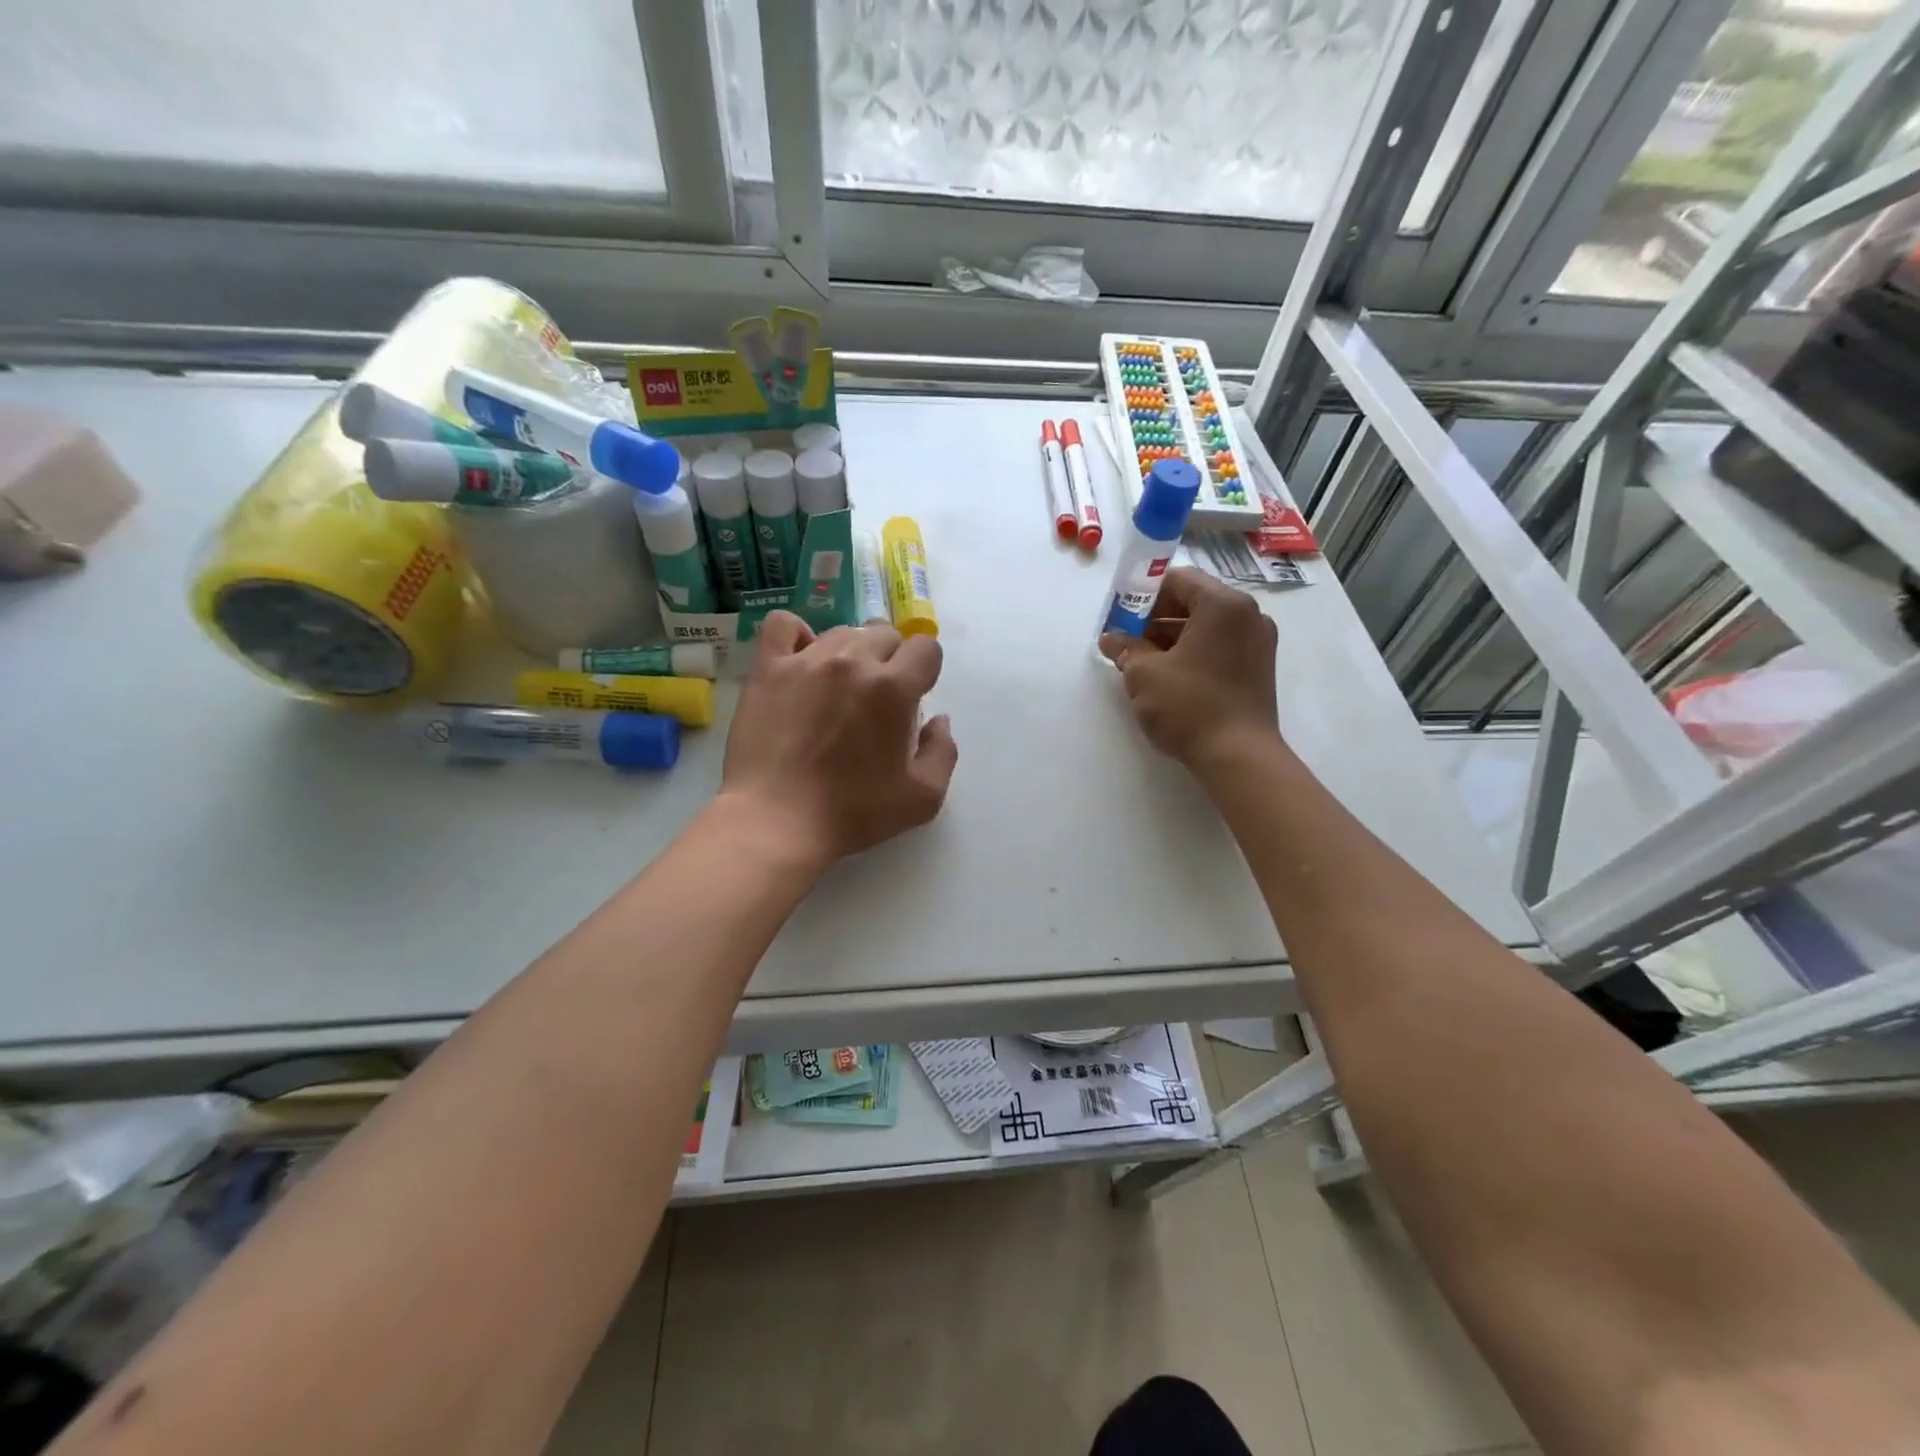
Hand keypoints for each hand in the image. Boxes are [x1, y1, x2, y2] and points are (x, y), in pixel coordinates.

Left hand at [719, 611, 957, 869]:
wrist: (776, 821)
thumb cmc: (852, 813)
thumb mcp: (922, 798)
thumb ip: (943, 751)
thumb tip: (938, 719)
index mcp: (894, 688)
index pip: (925, 648)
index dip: (925, 671)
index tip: (912, 698)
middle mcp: (853, 661)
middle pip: (885, 634)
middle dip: (891, 660)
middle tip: (876, 698)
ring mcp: (806, 660)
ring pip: (842, 631)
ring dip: (851, 652)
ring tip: (838, 687)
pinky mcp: (768, 668)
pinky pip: (784, 625)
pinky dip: (797, 635)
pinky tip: (801, 661)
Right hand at [1098, 567, 1279, 770]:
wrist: (1239, 757)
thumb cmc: (1189, 706)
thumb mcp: (1144, 674)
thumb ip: (1126, 648)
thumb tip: (1111, 639)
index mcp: (1223, 604)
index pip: (1178, 579)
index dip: (1143, 593)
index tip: (1120, 615)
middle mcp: (1248, 614)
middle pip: (1194, 600)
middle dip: (1156, 617)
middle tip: (1127, 639)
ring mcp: (1258, 641)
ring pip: (1207, 625)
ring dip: (1172, 636)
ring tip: (1142, 661)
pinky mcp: (1259, 667)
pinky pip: (1220, 645)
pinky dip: (1193, 651)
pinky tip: (1168, 675)